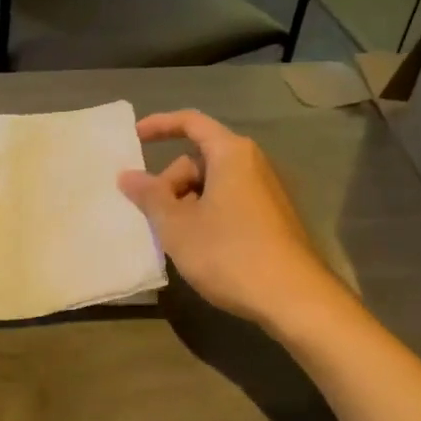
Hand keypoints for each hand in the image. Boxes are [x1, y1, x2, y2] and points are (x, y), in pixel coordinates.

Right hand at [119, 110, 342, 332]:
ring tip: (173, 238)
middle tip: (153, 217)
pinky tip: (198, 247)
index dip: (159, 125)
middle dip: (170, 182)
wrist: (294, 298)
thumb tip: (127, 176)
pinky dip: (206, 215)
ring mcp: (265, 192)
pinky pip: (228, 203)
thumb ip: (149, 196)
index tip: (134, 138)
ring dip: (185, 203)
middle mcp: (252, 164)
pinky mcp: (272, 218)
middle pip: (198, 159)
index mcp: (231, 154)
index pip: (191, 122)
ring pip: (212, 185)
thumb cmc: (229, 253)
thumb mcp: (177, 225)